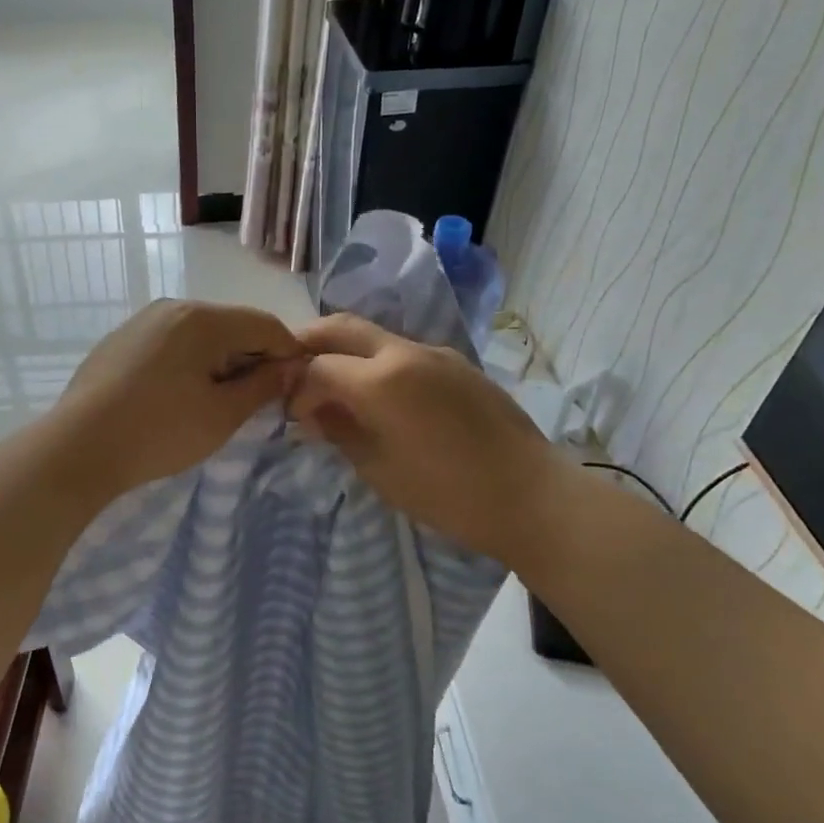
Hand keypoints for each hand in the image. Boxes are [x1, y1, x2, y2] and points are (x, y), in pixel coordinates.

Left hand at [55, 300, 305, 494]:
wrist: (78, 447)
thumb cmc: (159, 432)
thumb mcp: (222, 415)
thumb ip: (262, 385)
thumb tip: (291, 367)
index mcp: (202, 318)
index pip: (265, 324)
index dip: (288, 353)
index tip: (294, 387)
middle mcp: (172, 306)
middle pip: (231, 325)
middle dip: (251, 358)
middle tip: (255, 401)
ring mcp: (141, 321)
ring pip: (199, 334)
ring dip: (219, 361)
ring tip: (215, 402)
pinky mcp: (120, 340)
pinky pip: (169, 343)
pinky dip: (187, 362)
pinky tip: (176, 396)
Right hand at [288, 313, 550, 562]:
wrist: (531, 495)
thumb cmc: (447, 493)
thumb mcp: (379, 469)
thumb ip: (339, 431)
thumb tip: (314, 411)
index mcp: (381, 379)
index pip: (317, 366)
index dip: (296, 387)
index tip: (293, 415)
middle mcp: (405, 351)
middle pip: (340, 327)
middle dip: (308, 343)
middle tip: (292, 372)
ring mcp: (436, 353)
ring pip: (373, 336)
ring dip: (345, 352)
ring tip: (334, 387)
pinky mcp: (457, 364)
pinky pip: (403, 352)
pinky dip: (376, 363)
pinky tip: (379, 397)